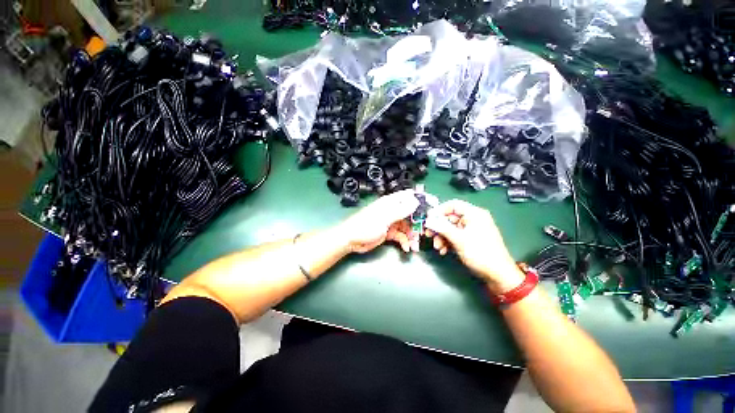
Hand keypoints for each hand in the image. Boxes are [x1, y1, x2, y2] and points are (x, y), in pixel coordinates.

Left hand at [335, 190, 419, 253]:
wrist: (351, 240)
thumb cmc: (365, 226)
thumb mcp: (384, 218)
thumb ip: (400, 210)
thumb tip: (416, 201)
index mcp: (391, 202)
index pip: (408, 196)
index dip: (421, 198)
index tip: (433, 205)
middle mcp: (392, 210)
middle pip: (411, 213)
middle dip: (419, 223)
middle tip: (426, 232)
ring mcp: (391, 222)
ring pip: (407, 226)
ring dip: (412, 236)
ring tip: (415, 246)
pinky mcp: (389, 233)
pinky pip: (401, 236)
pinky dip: (405, 241)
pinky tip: (406, 249)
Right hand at [424, 199, 523, 293]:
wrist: (498, 275)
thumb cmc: (480, 253)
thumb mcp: (459, 239)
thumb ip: (441, 227)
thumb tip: (428, 220)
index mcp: (474, 214)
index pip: (453, 205)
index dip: (439, 210)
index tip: (428, 219)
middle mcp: (473, 219)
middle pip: (450, 218)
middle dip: (438, 228)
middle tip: (428, 235)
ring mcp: (471, 230)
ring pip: (450, 229)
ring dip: (441, 237)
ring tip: (438, 247)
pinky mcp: (470, 240)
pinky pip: (454, 237)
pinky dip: (447, 242)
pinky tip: (443, 251)